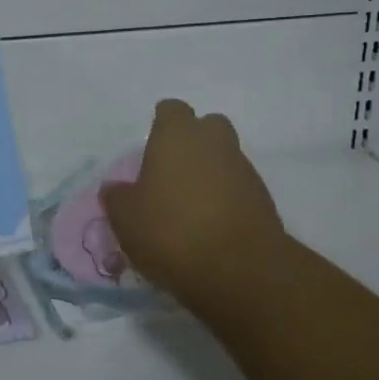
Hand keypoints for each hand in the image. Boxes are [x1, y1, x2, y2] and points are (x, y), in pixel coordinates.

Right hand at [100, 99, 292, 329]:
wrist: (240, 270)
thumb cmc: (171, 231)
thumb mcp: (126, 218)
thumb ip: (117, 198)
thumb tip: (115, 189)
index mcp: (177, 135)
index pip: (171, 110)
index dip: (161, 124)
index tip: (150, 147)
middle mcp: (214, 142)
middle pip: (206, 127)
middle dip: (193, 142)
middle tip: (172, 171)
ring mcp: (243, 169)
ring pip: (224, 157)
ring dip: (210, 173)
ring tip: (189, 207)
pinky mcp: (263, 199)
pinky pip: (239, 187)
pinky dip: (226, 199)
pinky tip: (210, 226)